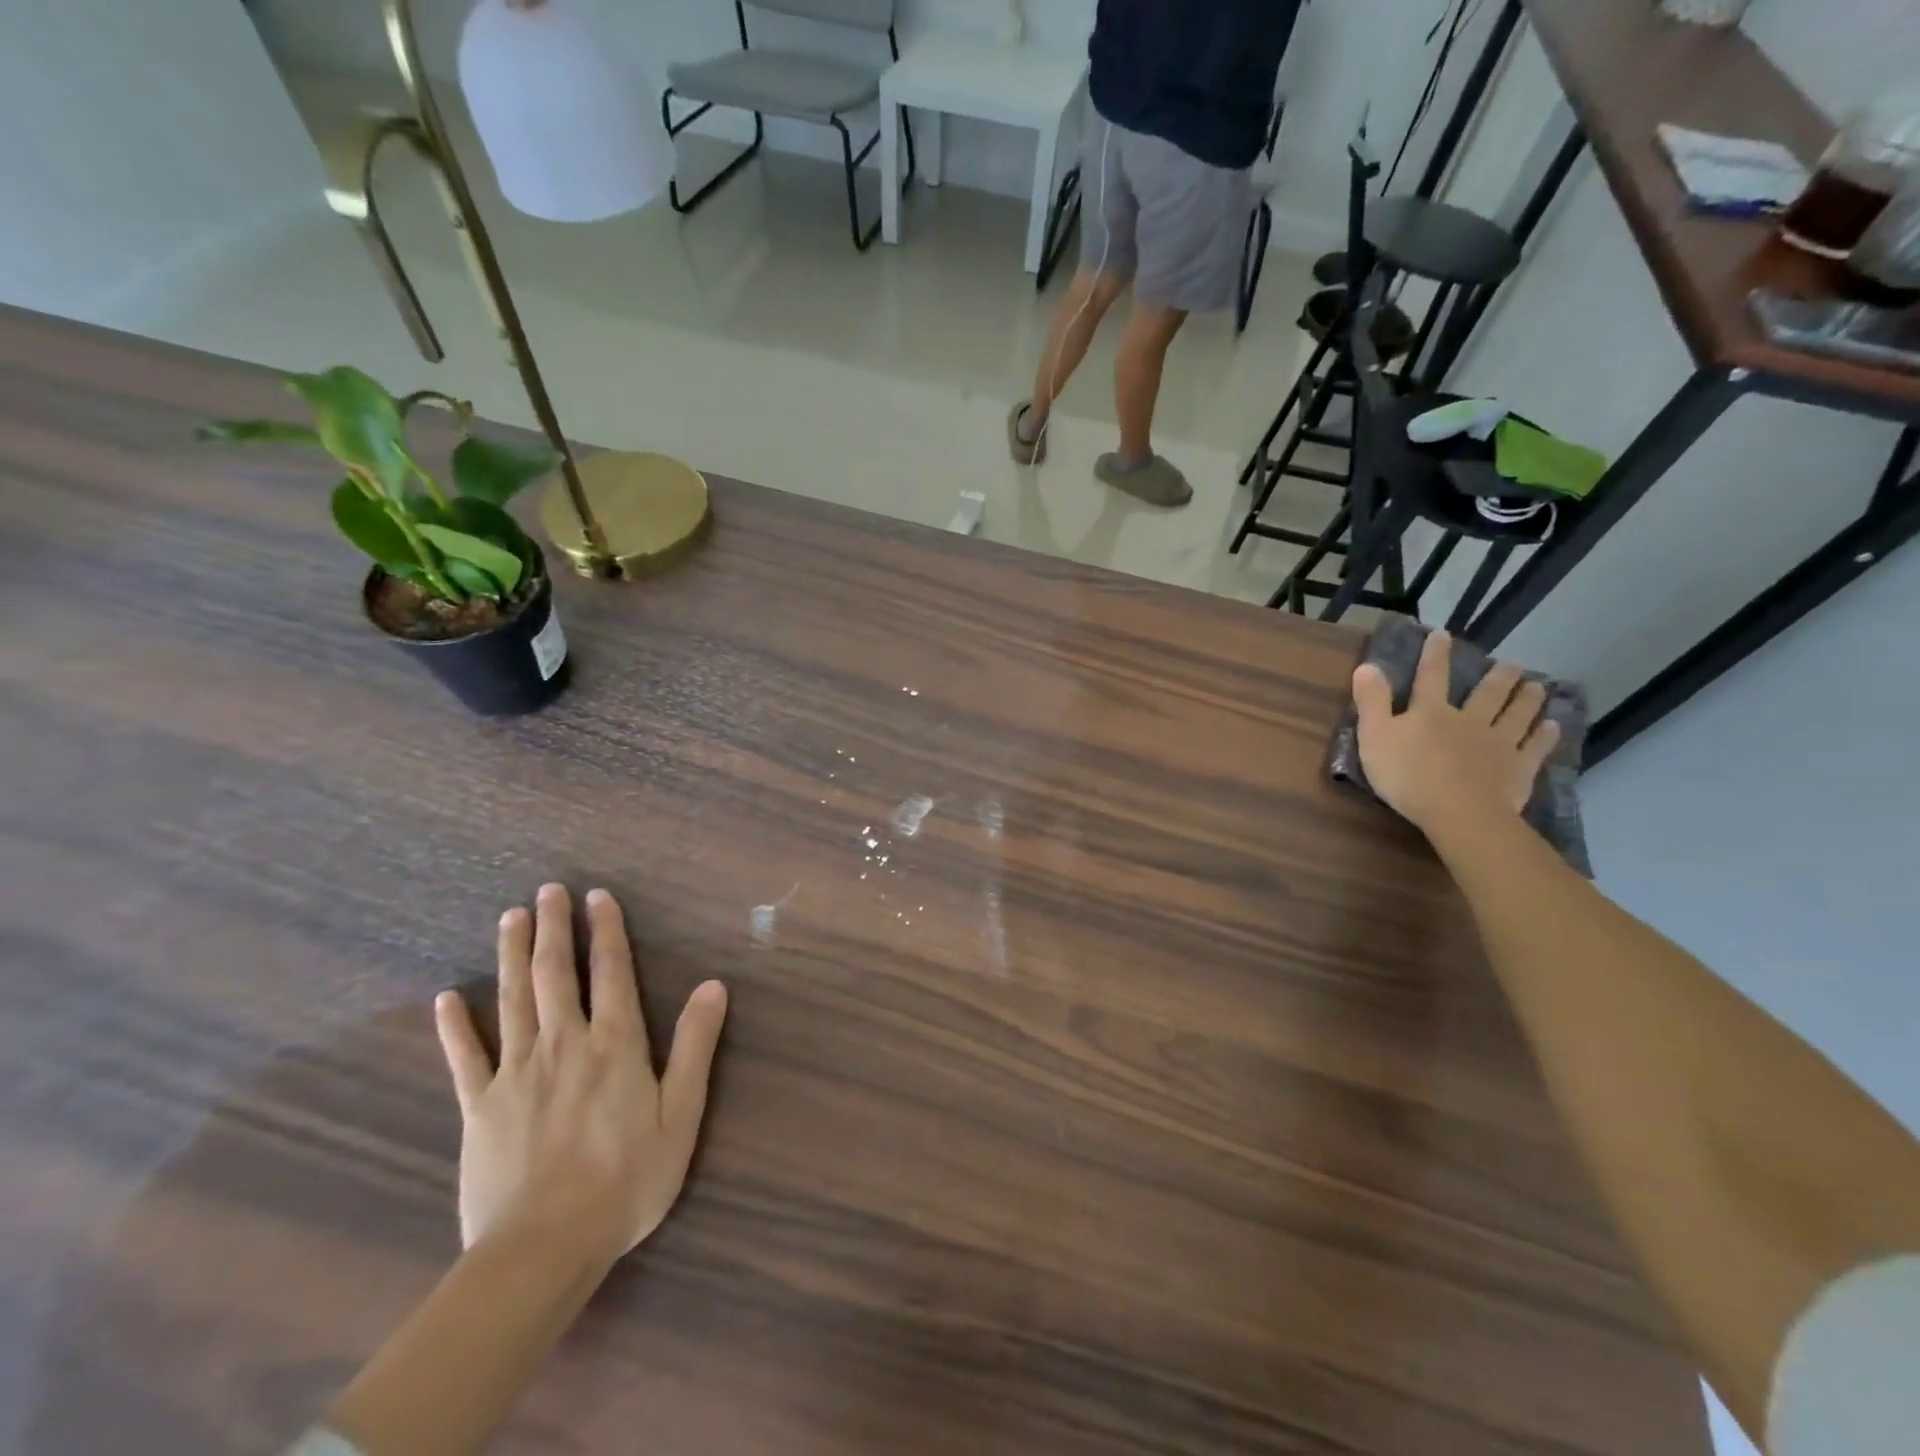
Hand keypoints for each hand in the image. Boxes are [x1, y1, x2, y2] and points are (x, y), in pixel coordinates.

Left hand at [434, 884, 727, 1265]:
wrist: (543, 1249)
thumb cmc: (626, 1180)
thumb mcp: (681, 1114)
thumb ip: (696, 1046)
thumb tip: (713, 985)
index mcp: (614, 1044)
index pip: (611, 972)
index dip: (605, 931)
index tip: (597, 896)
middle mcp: (564, 1044)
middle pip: (555, 974)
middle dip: (552, 929)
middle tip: (547, 891)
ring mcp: (516, 1073)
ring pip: (512, 1000)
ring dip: (510, 955)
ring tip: (509, 917)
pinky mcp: (479, 1107)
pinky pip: (465, 1057)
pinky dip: (455, 1026)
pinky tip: (446, 998)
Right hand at [1351, 630, 1559, 836]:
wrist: (1458, 811)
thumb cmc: (1407, 775)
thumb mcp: (1375, 736)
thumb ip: (1371, 702)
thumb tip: (1367, 665)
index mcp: (1430, 713)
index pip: (1431, 677)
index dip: (1435, 655)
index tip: (1442, 635)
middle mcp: (1469, 720)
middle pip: (1486, 694)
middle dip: (1498, 677)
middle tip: (1513, 663)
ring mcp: (1498, 743)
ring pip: (1516, 715)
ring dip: (1526, 699)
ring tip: (1537, 687)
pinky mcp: (1518, 768)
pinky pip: (1535, 747)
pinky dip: (1544, 735)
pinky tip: (1552, 726)